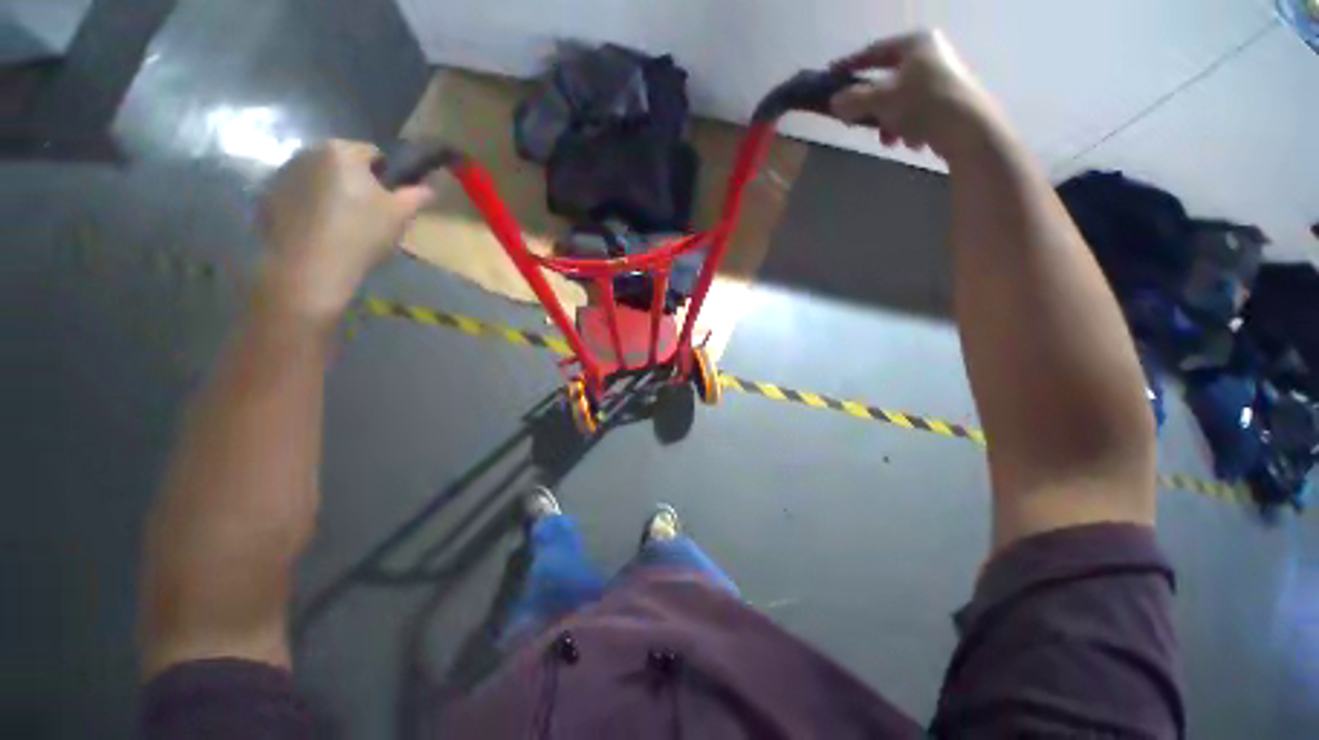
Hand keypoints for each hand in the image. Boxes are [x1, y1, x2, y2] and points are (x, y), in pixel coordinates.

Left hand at [259, 140, 431, 320]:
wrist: (311, 267)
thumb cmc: (361, 234)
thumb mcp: (400, 215)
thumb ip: (417, 196)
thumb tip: (429, 187)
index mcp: (342, 152)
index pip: (373, 153)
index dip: (386, 176)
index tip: (390, 200)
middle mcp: (308, 152)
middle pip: (342, 162)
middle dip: (356, 181)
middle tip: (368, 213)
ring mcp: (283, 173)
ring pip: (318, 177)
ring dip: (331, 192)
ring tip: (342, 223)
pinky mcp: (267, 197)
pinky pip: (298, 194)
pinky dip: (310, 206)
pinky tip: (320, 230)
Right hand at [830, 30, 1006, 162]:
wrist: (969, 130)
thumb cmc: (923, 104)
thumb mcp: (881, 101)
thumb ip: (854, 100)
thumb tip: (835, 102)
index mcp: (915, 44)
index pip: (874, 51)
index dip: (849, 65)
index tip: (830, 76)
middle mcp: (930, 54)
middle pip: (886, 80)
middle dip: (871, 106)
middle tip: (855, 120)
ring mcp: (942, 77)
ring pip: (900, 100)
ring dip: (888, 122)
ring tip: (889, 140)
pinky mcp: (949, 100)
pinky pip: (917, 112)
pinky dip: (908, 127)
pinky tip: (911, 142)